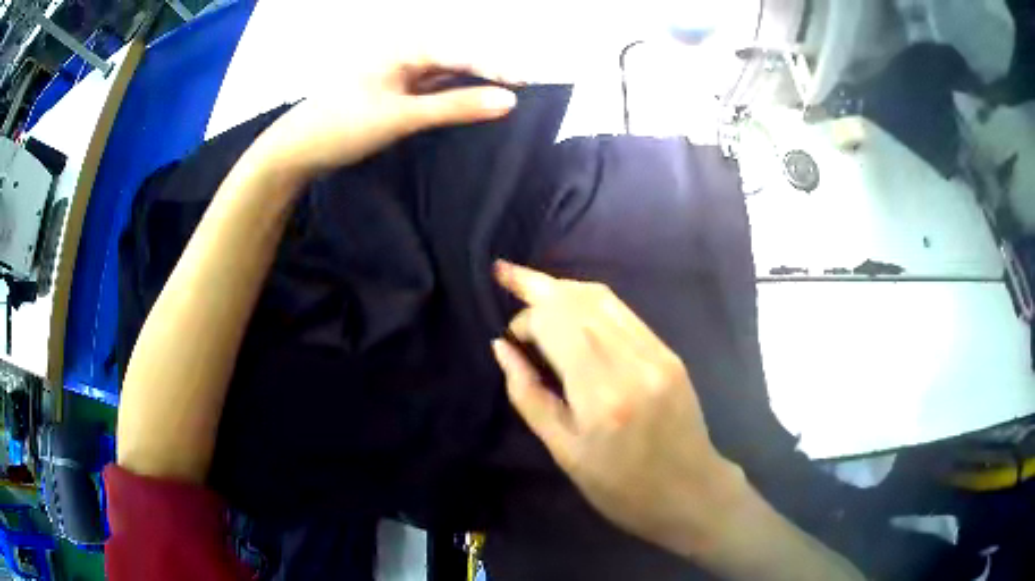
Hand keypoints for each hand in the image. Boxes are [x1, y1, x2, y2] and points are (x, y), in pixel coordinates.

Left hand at [249, 52, 517, 178]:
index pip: (461, 53)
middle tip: (523, 89)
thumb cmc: (342, 126)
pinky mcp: (390, 93)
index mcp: (403, 48)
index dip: (496, 67)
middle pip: (455, 60)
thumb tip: (507, 101)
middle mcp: (402, 54)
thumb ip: (455, 107)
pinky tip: (468, 106)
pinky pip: (430, 90)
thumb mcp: (402, 116)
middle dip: (488, 74)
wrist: (296, 151)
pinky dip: (450, 99)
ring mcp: (395, 74)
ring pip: (444, 75)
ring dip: (470, 86)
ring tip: (504, 98)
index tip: (529, 82)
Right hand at [491, 261, 745, 555]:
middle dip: (538, 286)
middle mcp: (633, 361)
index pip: (556, 324)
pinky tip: (572, 307)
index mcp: (602, 393)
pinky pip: (624, 312)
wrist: (689, 491)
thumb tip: (502, 348)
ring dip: (564, 288)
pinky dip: (591, 302)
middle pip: (579, 300)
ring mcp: (657, 352)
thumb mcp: (564, 452)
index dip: (526, 319)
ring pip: (603, 298)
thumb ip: (528, 395)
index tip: (511, 338)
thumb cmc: (620, 486)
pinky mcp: (669, 352)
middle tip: (506, 273)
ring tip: (533, 283)